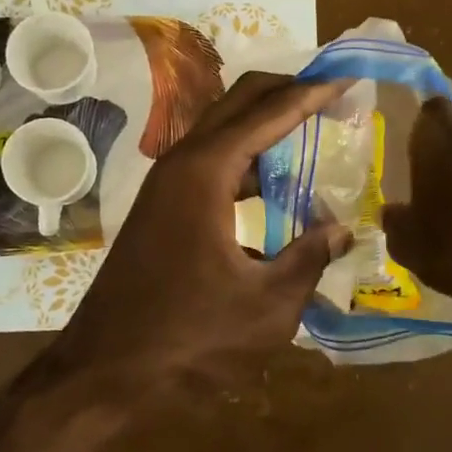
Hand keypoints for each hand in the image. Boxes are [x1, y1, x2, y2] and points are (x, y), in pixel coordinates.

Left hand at [0, 73, 352, 451]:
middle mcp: (182, 163)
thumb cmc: (188, 339)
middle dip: (286, 92)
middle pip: (239, 103)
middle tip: (333, 96)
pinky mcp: (161, 207)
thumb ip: (309, 259)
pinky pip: (212, 163)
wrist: (104, 372)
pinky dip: (247, 160)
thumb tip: (342, 229)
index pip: (268, 113)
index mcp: (205, 172)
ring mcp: (166, 184)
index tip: (346, 80)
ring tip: (313, 132)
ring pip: (222, 131)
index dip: (311, 95)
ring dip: (265, 125)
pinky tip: (275, 185)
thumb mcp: (267, 306)